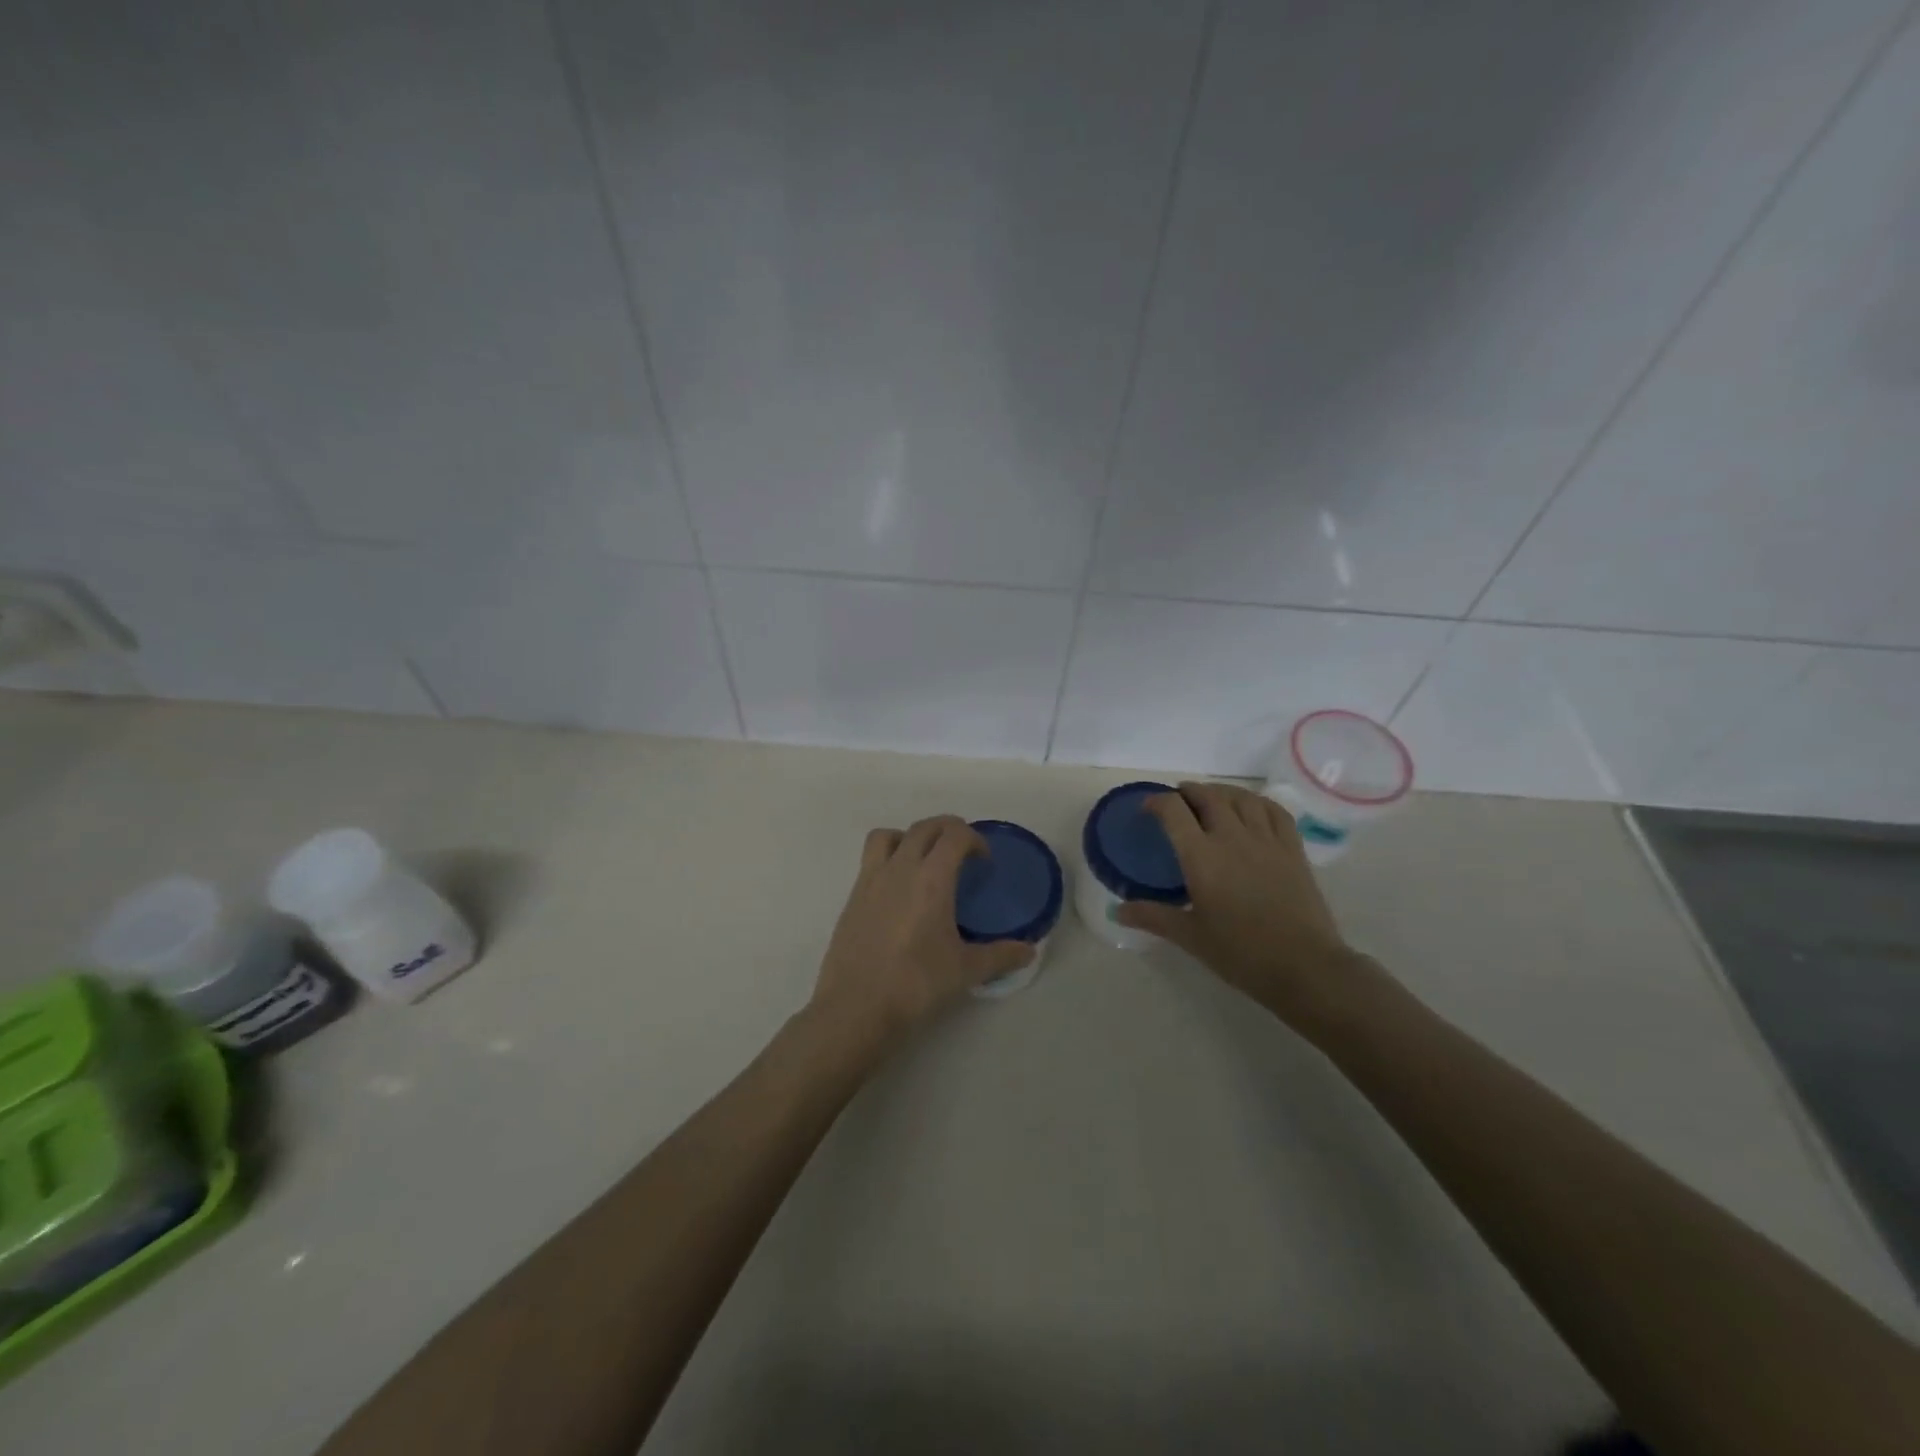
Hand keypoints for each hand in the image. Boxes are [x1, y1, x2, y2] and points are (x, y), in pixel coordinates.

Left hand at [812, 815, 1033, 1042]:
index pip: (955, 834)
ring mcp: (871, 880)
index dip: (974, 838)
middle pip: (924, 827)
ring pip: (888, 836)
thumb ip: (1000, 956)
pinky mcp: (852, 897)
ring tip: (923, 862)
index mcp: (931, 878)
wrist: (856, 1007)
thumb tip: (1029, 952)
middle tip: (962, 853)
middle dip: (947, 829)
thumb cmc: (916, 984)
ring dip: (910, 837)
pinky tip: (899, 893)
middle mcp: (900, 868)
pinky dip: (888, 860)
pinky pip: (870, 860)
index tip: (983, 860)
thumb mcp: (966, 970)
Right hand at [1116, 782, 1391, 1039]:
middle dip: (1188, 791)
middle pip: (1208, 795)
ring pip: (1242, 797)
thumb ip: (1153, 916)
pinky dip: (1258, 802)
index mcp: (1201, 856)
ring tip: (1211, 798)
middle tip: (1177, 800)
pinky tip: (1252, 808)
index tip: (1148, 808)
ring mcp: (1266, 840)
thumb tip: (1117, 910)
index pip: (1174, 810)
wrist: (1304, 967)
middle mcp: (1232, 837)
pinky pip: (1275, 811)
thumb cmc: (1240, 953)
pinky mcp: (1293, 849)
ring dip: (1221, 791)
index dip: (1157, 801)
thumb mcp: (1190, 936)